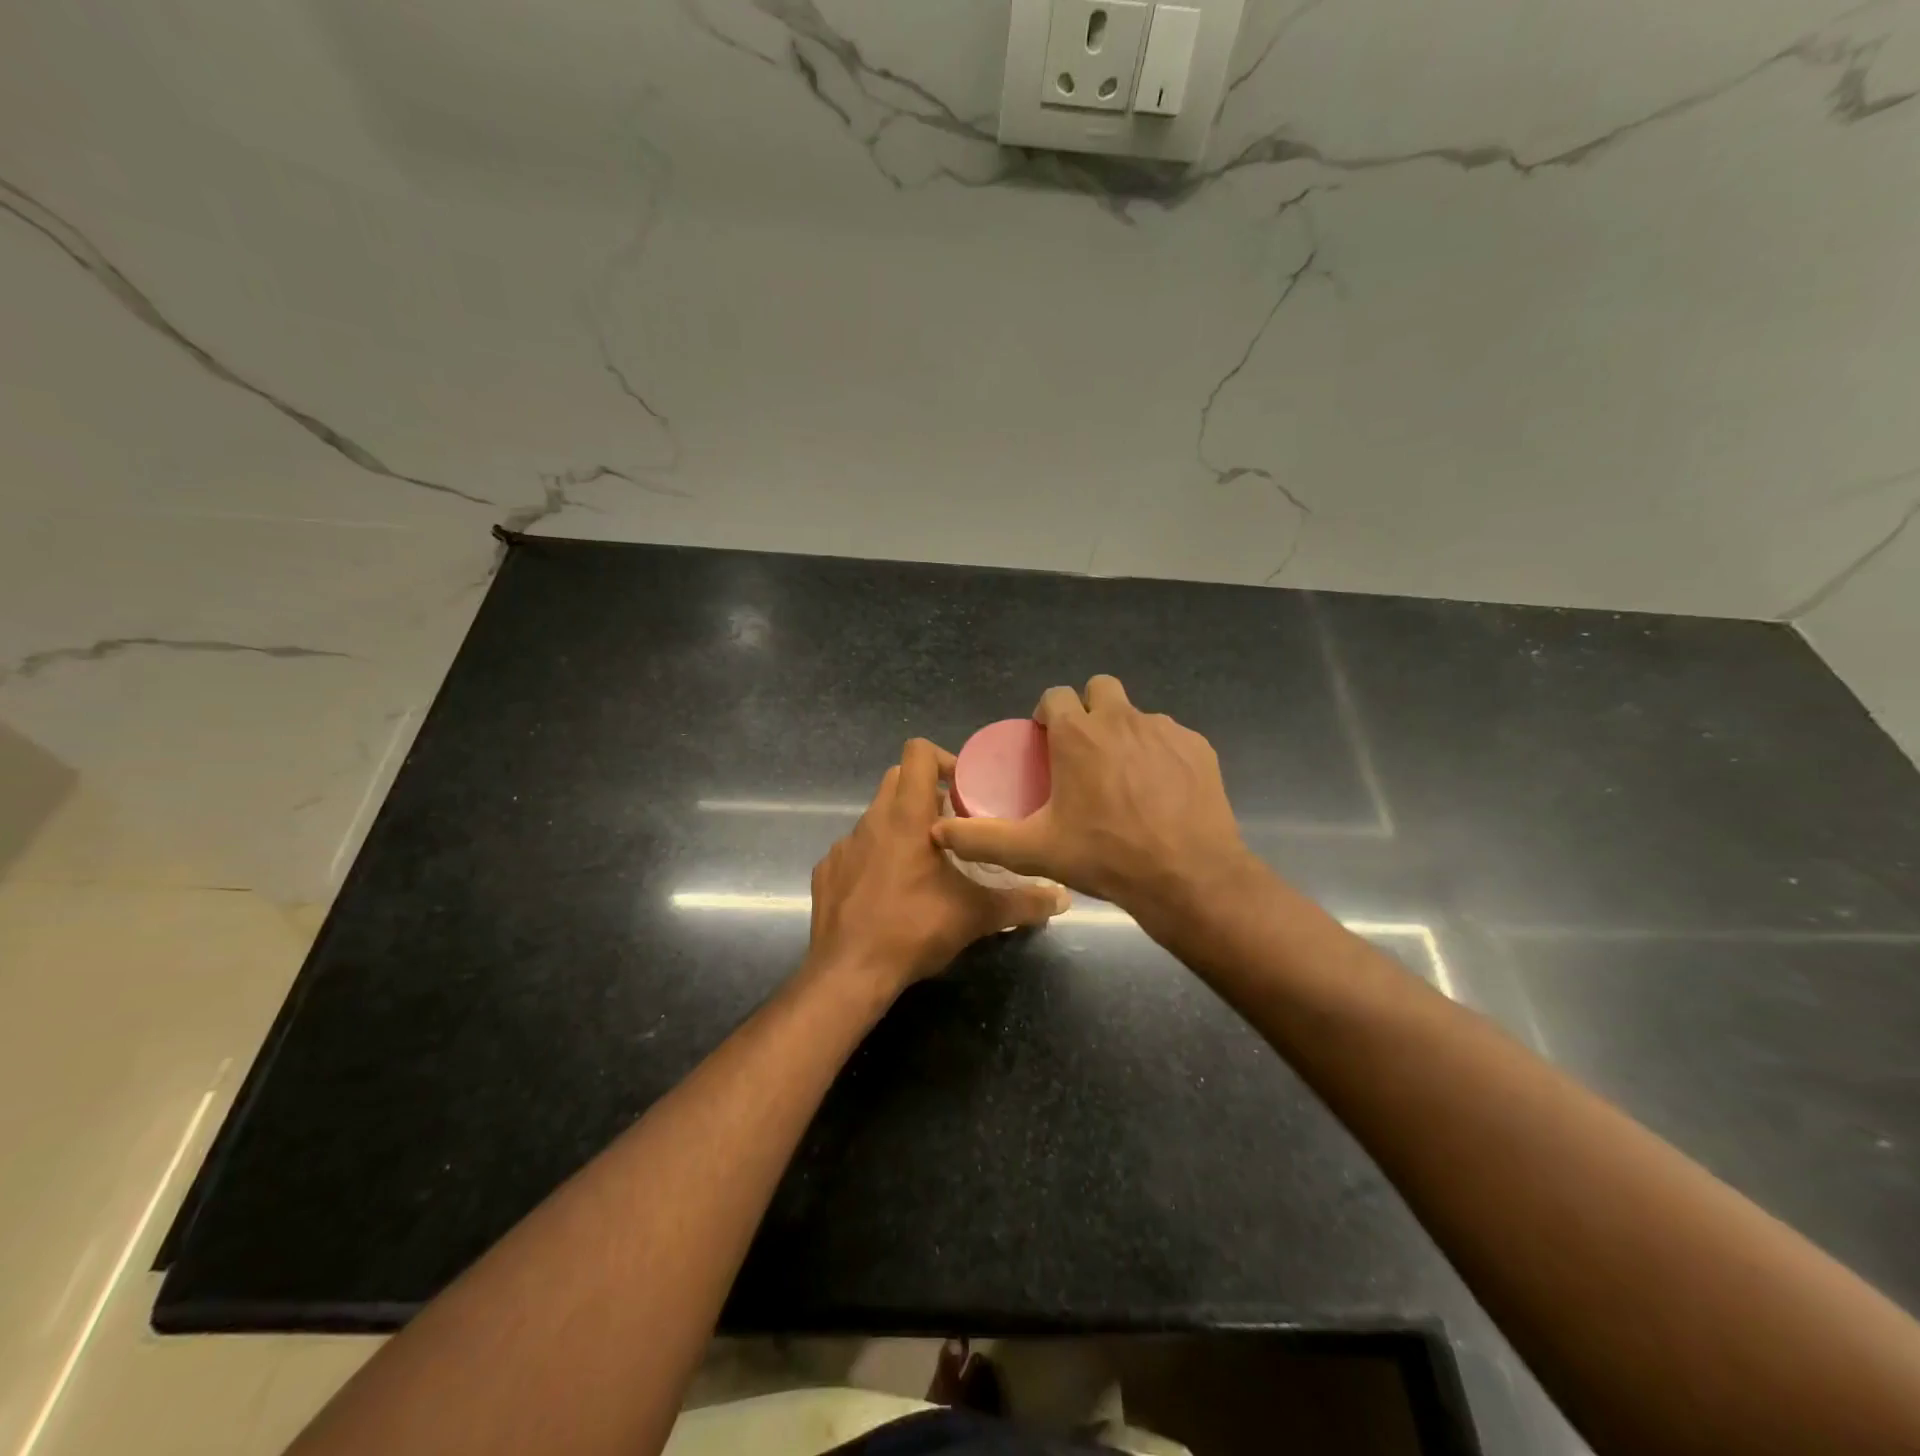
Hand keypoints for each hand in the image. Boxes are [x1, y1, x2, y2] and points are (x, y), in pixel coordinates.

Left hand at [807, 739, 1068, 998]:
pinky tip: (887, 891)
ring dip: (900, 827)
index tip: (963, 789)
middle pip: (897, 779)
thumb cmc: (913, 929)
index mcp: (907, 817)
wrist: (848, 973)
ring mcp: (843, 845)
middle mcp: (872, 820)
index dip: (942, 759)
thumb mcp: (975, 916)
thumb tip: (1062, 898)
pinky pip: (855, 849)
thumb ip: (1021, 903)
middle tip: (952, 825)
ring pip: (875, 815)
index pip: (917, 753)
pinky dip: (873, 858)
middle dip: (925, 791)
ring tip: (923, 863)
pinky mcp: (826, 870)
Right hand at [930, 675, 1256, 930]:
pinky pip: (1170, 737)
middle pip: (1099, 688)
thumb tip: (938, 832)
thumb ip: (982, 839)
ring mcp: (1164, 730)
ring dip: (1123, 733)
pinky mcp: (1197, 746)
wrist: (1188, 877)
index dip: (1047, 713)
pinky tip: (1159, 790)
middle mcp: (1121, 719)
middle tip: (1084, 751)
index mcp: (1078, 734)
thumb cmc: (1105, 856)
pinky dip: (1159, 753)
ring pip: (1136, 714)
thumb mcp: (1035, 851)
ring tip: (1122, 776)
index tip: (1046, 741)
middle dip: (1088, 710)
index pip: (1055, 695)